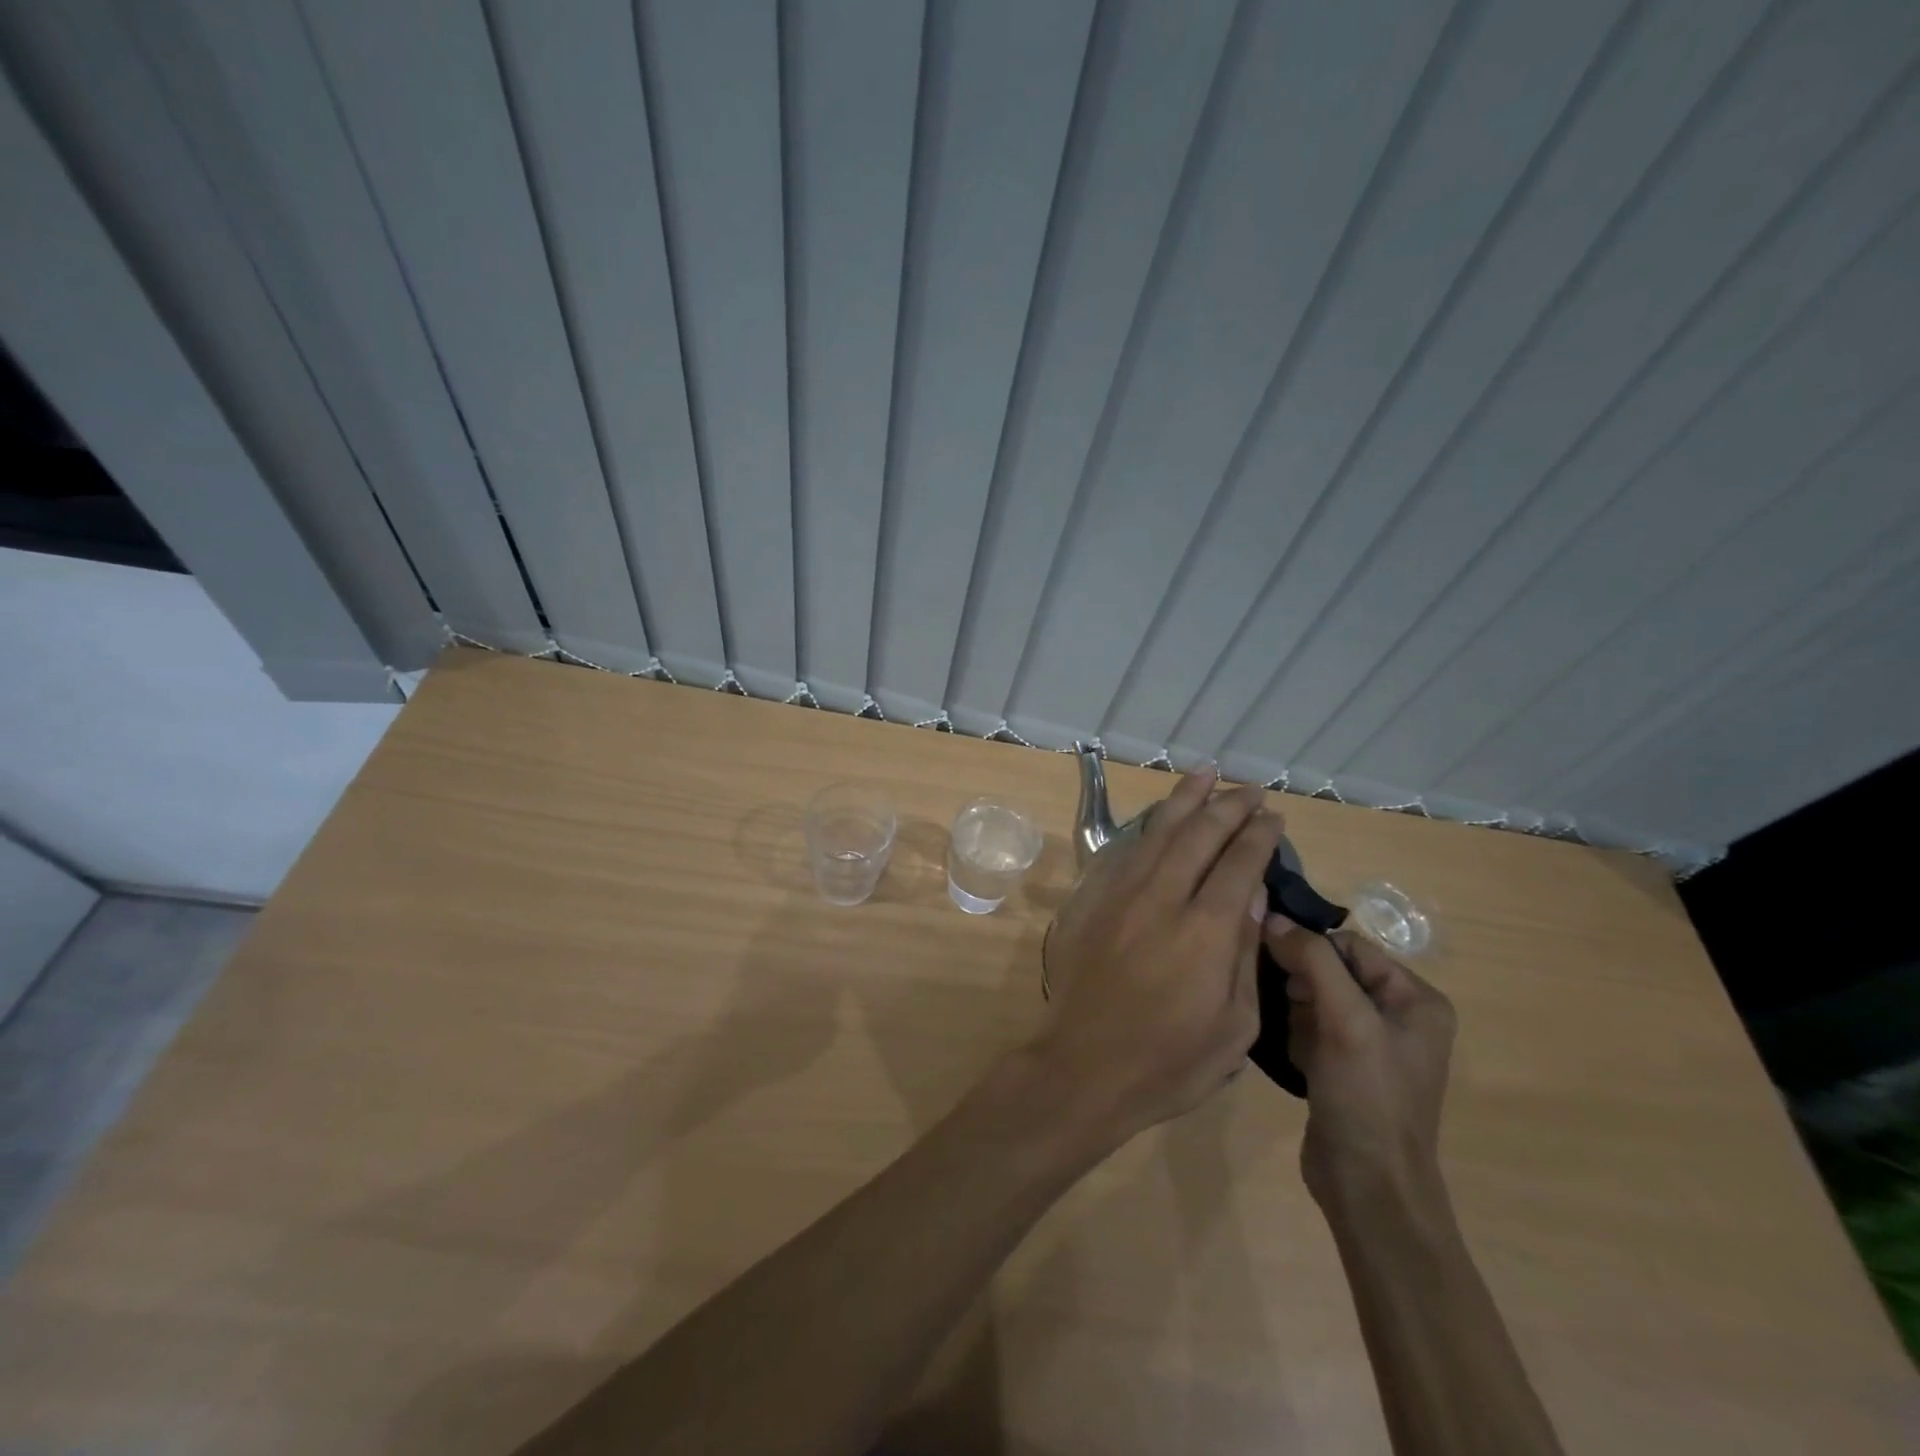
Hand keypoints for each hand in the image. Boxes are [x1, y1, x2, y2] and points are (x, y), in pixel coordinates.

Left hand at [1035, 767, 1286, 1140]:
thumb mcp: (1234, 1025)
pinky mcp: (1096, 901)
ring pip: (1159, 832)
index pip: (1238, 864)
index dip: (1258, 836)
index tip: (1273, 816)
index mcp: (1206, 930)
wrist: (1085, 1066)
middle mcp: (1163, 898)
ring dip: (1185, 799)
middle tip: (1249, 788)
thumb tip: (1252, 895)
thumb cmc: (1170, 1061)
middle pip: (1199, 835)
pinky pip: (1127, 850)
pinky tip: (1161, 816)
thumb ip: (1245, 953)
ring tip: (1205, 773)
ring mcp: (1123, 895)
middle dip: (1228, 806)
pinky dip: (1150, 826)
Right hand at [1262, 922, 1455, 1209]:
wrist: (1368, 1186)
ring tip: (1295, 1040)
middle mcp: (1399, 1016)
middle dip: (1301, 985)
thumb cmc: (1367, 1096)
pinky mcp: (1346, 1067)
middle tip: (1292, 1011)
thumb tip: (1272, 917)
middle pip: (1331, 970)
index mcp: (1416, 999)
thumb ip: (1311, 961)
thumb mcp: (1344, 1020)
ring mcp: (1372, 1044)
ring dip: (1295, 1011)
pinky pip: (1311, 1028)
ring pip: (1315, 998)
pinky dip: (1295, 1035)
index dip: (1310, 950)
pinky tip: (1294, 1058)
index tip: (1278, 968)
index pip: (1350, 946)